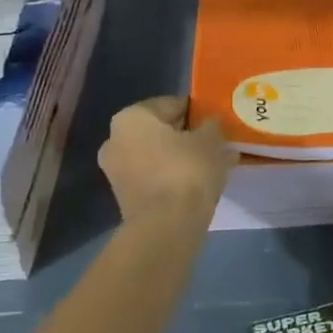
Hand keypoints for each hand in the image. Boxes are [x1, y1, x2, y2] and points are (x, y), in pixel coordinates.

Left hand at [98, 97, 230, 224]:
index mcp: (131, 117)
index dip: (197, 111)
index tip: (216, 121)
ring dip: (183, 157)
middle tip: (216, 142)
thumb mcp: (210, 140)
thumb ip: (212, 126)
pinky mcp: (125, 198)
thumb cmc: (186, 170)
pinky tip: (200, 183)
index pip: (171, 104)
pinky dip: (175, 177)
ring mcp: (117, 171)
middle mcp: (115, 140)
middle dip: (188, 135)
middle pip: (161, 130)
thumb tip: (212, 124)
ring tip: (213, 163)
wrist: (166, 228)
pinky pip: (155, 177)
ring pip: (159, 155)